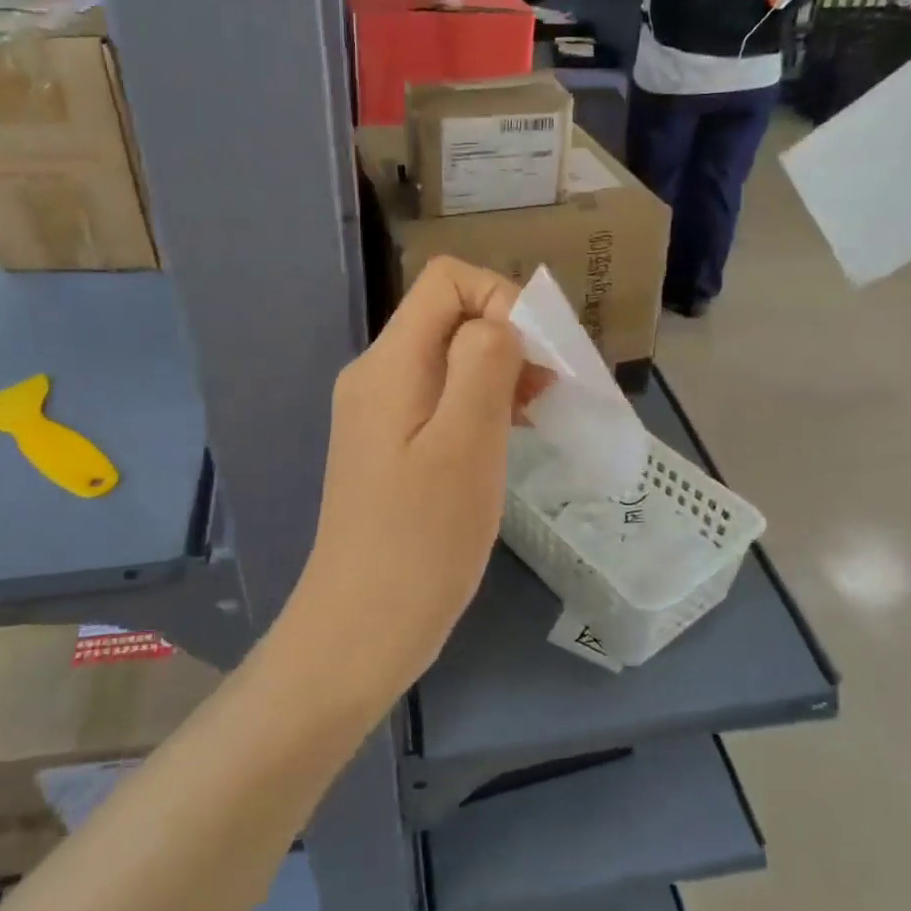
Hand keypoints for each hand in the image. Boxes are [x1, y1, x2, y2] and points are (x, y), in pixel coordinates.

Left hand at [292, 257, 533, 701]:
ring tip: (538, 417)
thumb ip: (483, 364)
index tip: (539, 355)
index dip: (501, 299)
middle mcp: (377, 375)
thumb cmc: (420, 540)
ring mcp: (379, 412)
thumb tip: (499, 322)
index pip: (446, 280)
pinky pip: (441, 398)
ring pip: (449, 359)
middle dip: (508, 339)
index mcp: (389, 364)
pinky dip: (482, 403)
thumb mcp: (466, 444)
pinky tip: (508, 438)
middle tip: (550, 392)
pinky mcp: (390, 446)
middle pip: (449, 317)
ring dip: (500, 374)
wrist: (360, 630)